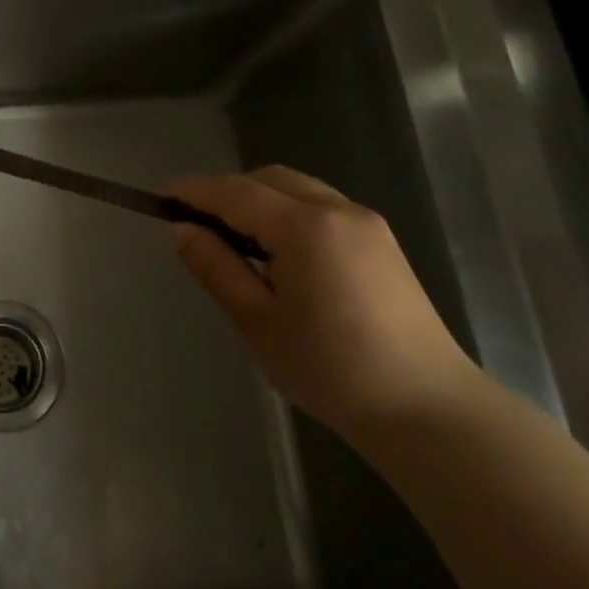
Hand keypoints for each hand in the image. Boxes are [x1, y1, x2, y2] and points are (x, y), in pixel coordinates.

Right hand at [169, 167, 477, 439]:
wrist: (427, 409)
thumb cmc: (331, 369)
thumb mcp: (257, 322)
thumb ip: (216, 268)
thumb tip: (182, 230)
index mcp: (305, 227)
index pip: (236, 193)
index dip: (195, 191)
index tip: (162, 196)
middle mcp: (338, 211)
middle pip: (270, 180)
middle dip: (228, 192)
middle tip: (198, 224)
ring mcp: (367, 224)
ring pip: (299, 190)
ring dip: (260, 201)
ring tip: (235, 241)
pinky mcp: (382, 243)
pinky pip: (322, 208)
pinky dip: (289, 213)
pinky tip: (279, 253)